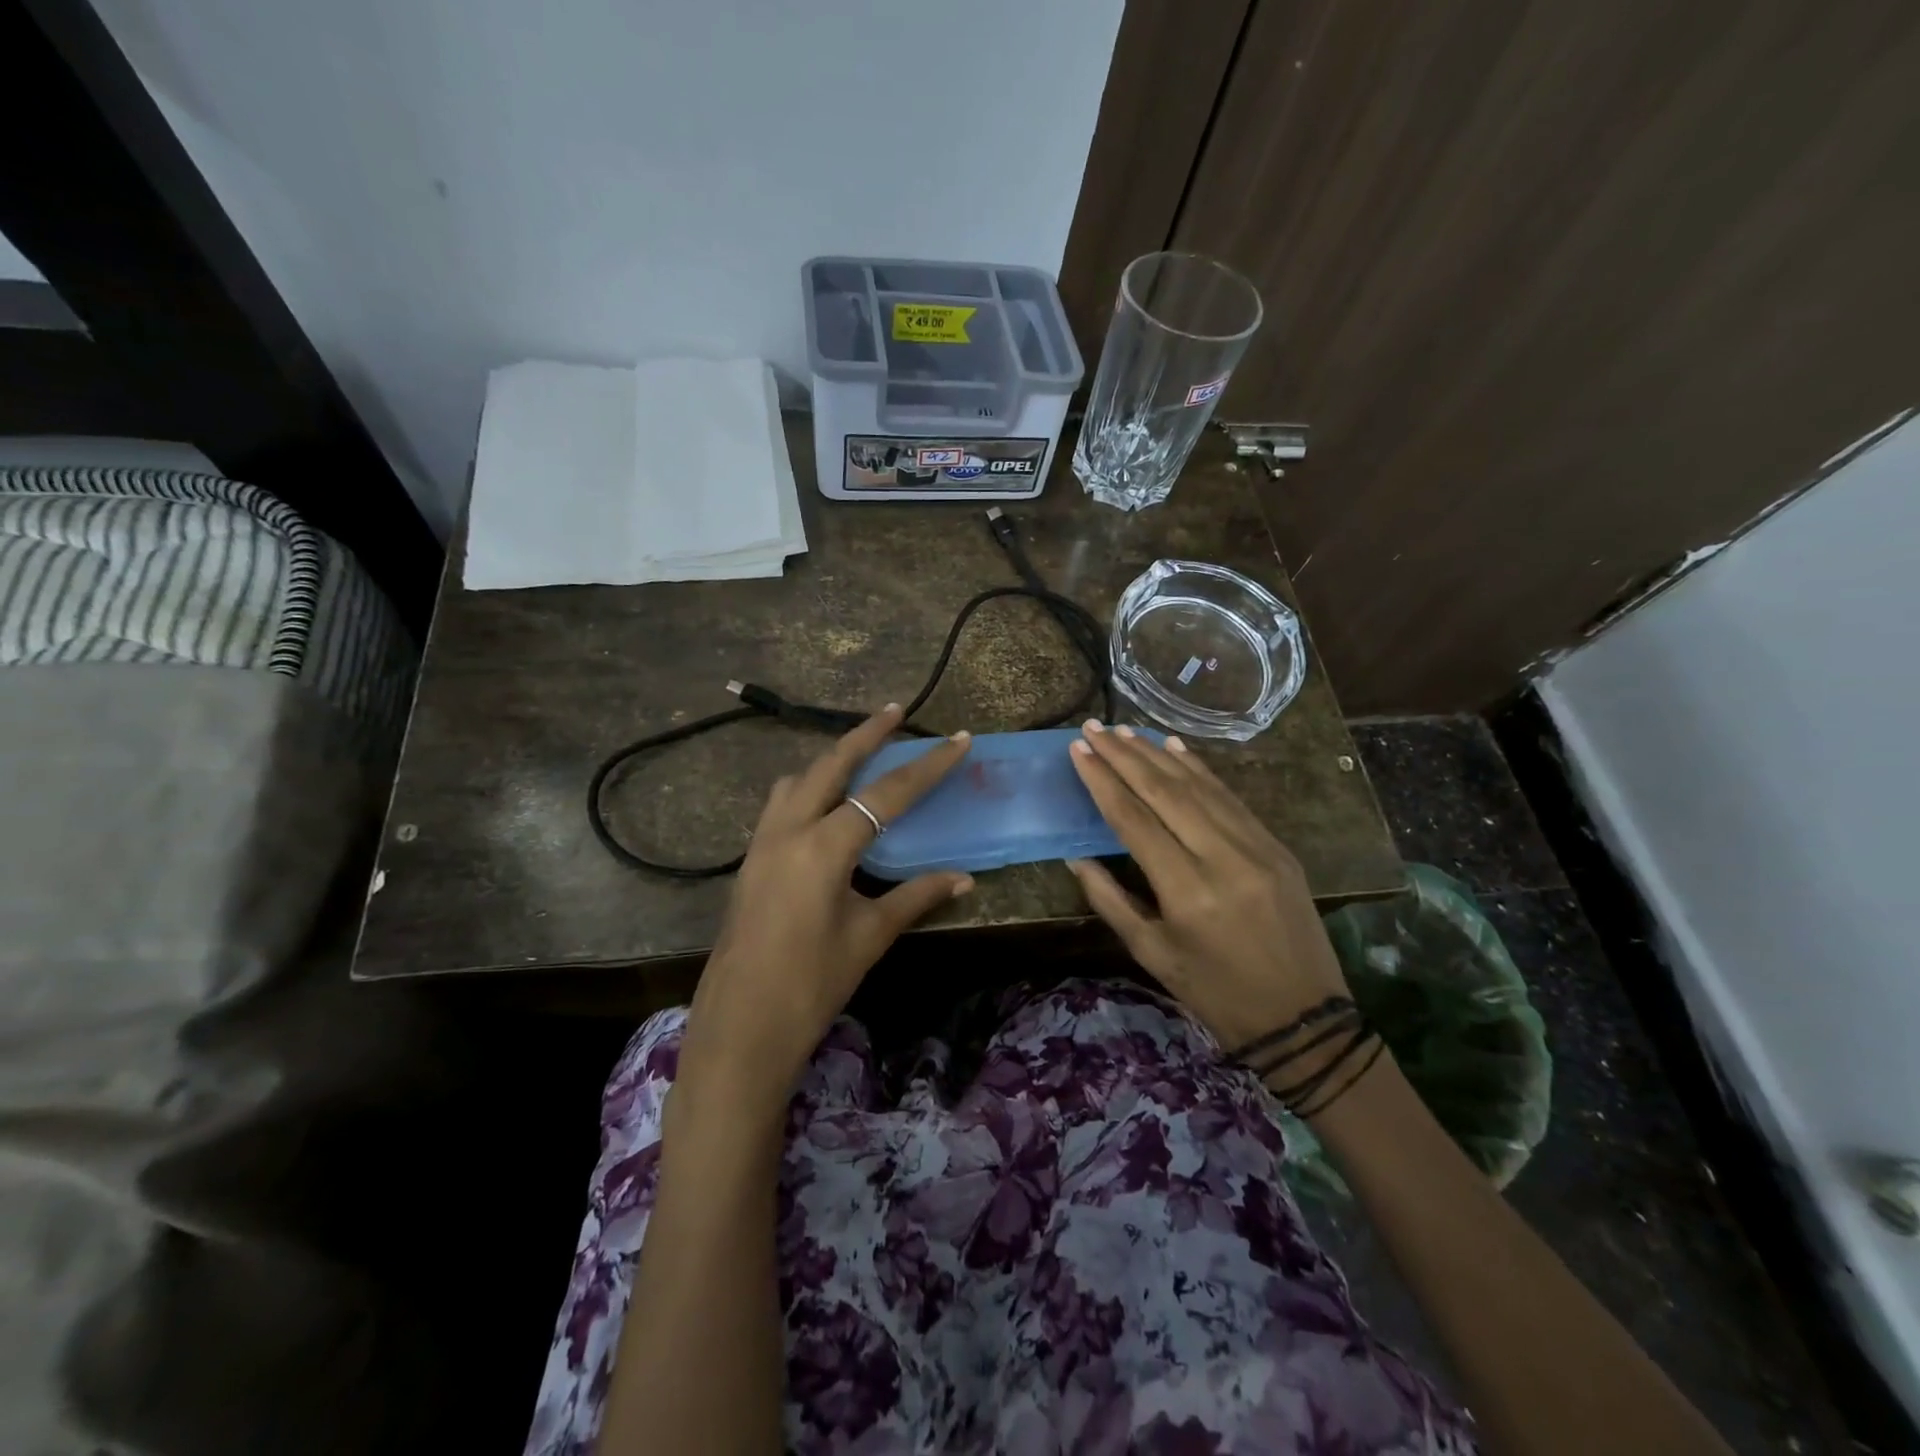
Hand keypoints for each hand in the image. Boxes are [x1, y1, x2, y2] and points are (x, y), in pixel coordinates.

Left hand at [679, 705, 973, 1110]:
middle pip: (830, 764)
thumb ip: (916, 897)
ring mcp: (762, 842)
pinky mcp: (750, 860)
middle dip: (865, 734)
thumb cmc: (811, 983)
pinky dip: (807, 789)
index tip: (958, 740)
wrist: (741, 1028)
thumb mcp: (869, 936)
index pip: (887, 793)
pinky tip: (824, 808)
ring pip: (798, 779)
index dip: (928, 766)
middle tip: (895, 711)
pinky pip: (780, 804)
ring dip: (830, 760)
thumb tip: (964, 880)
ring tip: (860, 757)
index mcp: (824, 846)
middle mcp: (789, 830)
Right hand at [1066, 721, 1351, 1053]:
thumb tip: (1076, 857)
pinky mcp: (1276, 847)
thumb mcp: (1152, 953)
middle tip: (1095, 728)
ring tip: (1125, 731)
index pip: (1134, 819)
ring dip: (1158, 755)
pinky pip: (1230, 798)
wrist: (1302, 1019)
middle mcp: (1222, 858)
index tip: (1079, 750)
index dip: (1103, 781)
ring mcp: (1256, 847)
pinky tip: (1175, 748)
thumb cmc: (1215, 993)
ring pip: (1199, 787)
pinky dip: (1200, 770)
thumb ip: (1109, 900)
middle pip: (1165, 792)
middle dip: (1125, 755)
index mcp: (1187, 890)